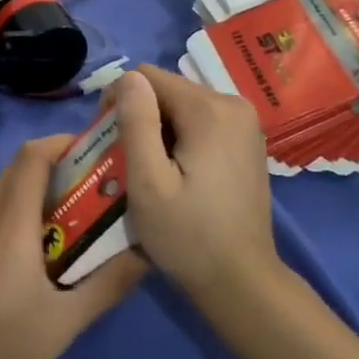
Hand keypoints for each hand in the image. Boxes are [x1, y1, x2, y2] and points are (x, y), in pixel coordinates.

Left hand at [0, 136, 145, 358]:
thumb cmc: (3, 352)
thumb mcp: (65, 323)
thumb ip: (108, 283)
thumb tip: (147, 252)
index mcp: (7, 223)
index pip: (32, 156)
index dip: (63, 143)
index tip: (95, 152)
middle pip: (17, 169)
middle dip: (55, 167)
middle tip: (91, 188)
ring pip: (0, 189)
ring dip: (33, 190)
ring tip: (68, 218)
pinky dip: (13, 210)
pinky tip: (31, 247)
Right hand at [112, 65, 278, 303]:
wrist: (242, 282)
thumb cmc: (187, 235)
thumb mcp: (147, 181)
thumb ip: (136, 122)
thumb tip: (128, 78)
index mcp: (209, 109)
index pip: (147, 76)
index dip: (120, 101)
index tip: (111, 141)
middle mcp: (233, 104)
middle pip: (167, 89)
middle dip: (142, 116)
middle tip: (129, 162)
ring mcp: (245, 123)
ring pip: (182, 105)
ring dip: (160, 129)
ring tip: (152, 170)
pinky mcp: (247, 141)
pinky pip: (202, 122)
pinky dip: (182, 138)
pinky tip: (177, 174)